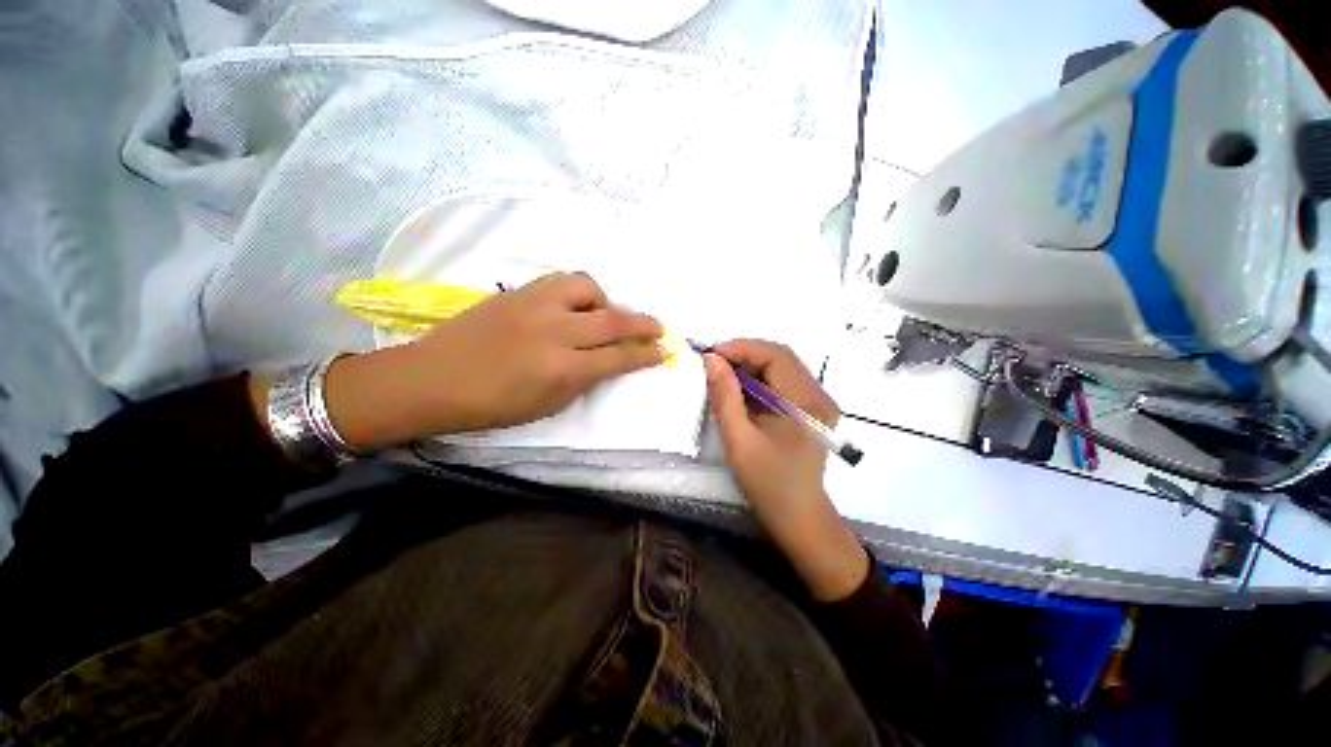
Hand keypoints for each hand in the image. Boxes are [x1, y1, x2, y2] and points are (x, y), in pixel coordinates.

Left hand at [319, 272, 665, 447]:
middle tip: (659, 327)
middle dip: (643, 324)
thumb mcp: (548, 406)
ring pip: (588, 288)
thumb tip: (606, 363)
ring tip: (605, 315)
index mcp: (563, 369)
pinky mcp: (519, 292)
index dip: (645, 355)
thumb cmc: (492, 406)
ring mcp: (536, 305)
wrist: (432, 379)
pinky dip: (579, 292)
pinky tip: (576, 305)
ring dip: (606, 302)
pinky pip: (562, 282)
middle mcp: (555, 331)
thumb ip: (583, 381)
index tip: (664, 351)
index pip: (618, 358)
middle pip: (613, 321)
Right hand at [704, 340, 867, 600]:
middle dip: (744, 354)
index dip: (742, 348)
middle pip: (780, 357)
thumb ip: (725, 397)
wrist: (799, 518)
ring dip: (750, 366)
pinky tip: (739, 389)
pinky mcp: (810, 409)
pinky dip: (758, 379)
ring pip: (780, 366)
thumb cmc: (769, 483)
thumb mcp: (740, 440)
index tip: (711, 355)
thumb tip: (711, 360)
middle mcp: (819, 395)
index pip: (776, 355)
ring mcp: (817, 401)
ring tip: (722, 375)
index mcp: (807, 403)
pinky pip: (781, 381)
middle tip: (713, 364)